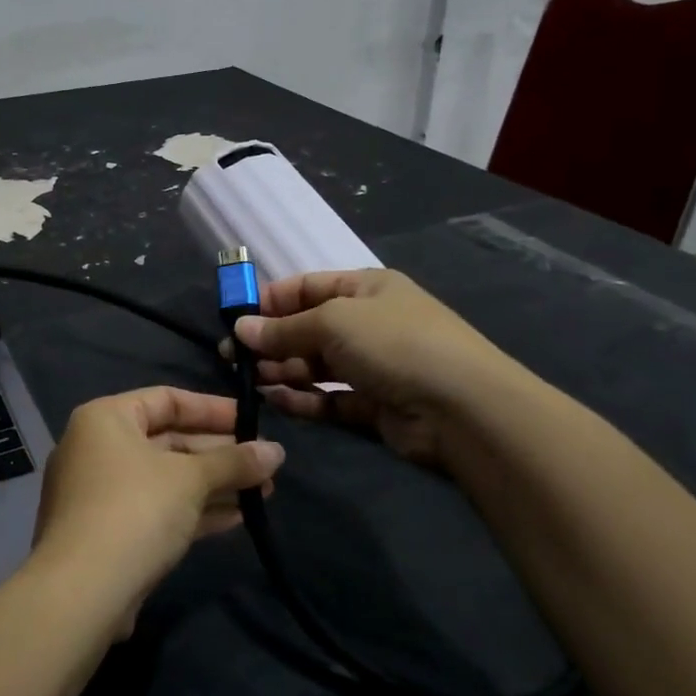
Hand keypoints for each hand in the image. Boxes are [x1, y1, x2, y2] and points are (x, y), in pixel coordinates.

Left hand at [29, 387, 284, 631]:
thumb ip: (234, 461)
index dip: (213, 409)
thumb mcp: (191, 479)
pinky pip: (157, 509)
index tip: (252, 422)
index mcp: (105, 419)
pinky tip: (237, 517)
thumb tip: (278, 451)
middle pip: (168, 440)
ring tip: (263, 492)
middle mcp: (97, 448)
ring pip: (166, 479)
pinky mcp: (107, 533)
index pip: (166, 400)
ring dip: (213, 484)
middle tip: (264, 464)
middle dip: (219, 454)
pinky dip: (193, 510)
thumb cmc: (135, 511)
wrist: (81, 593)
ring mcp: (99, 493)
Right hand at [230, 269, 506, 469]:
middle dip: (271, 341)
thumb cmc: (394, 343)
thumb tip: (241, 329)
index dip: (269, 301)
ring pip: (316, 365)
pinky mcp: (374, 405)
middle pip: (308, 328)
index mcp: (364, 288)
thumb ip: (284, 328)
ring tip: (251, 381)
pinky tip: (276, 401)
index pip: (306, 287)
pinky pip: (330, 398)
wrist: (461, 407)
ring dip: (284, 370)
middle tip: (233, 358)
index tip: (234, 320)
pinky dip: (303, 399)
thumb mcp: (333, 322)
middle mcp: (369, 323)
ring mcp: (373, 365)